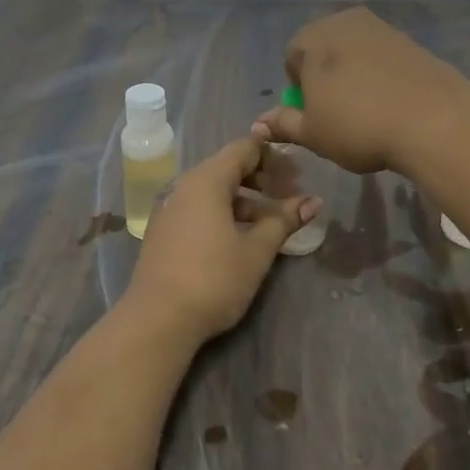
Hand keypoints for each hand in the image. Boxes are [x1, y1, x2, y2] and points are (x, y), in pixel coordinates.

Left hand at [126, 136, 320, 344]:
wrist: (157, 320)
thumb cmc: (213, 279)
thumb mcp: (256, 250)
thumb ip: (284, 220)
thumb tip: (313, 201)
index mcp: (207, 180)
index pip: (244, 148)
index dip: (273, 156)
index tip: (298, 175)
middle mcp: (185, 185)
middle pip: (228, 167)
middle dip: (262, 178)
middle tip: (290, 197)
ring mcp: (170, 208)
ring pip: (214, 190)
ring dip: (245, 199)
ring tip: (271, 223)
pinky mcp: (164, 231)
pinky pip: (199, 208)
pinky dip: (224, 212)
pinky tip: (241, 237)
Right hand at [253, 7, 469, 173]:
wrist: (435, 120)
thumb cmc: (358, 124)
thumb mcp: (313, 133)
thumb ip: (284, 124)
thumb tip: (259, 123)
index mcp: (314, 37)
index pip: (292, 57)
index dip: (298, 89)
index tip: (313, 115)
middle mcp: (346, 22)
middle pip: (325, 50)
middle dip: (326, 78)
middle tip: (337, 114)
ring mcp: (383, 29)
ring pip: (356, 54)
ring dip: (355, 77)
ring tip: (367, 113)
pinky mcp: (413, 43)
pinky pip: (385, 60)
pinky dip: (383, 78)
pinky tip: (392, 106)